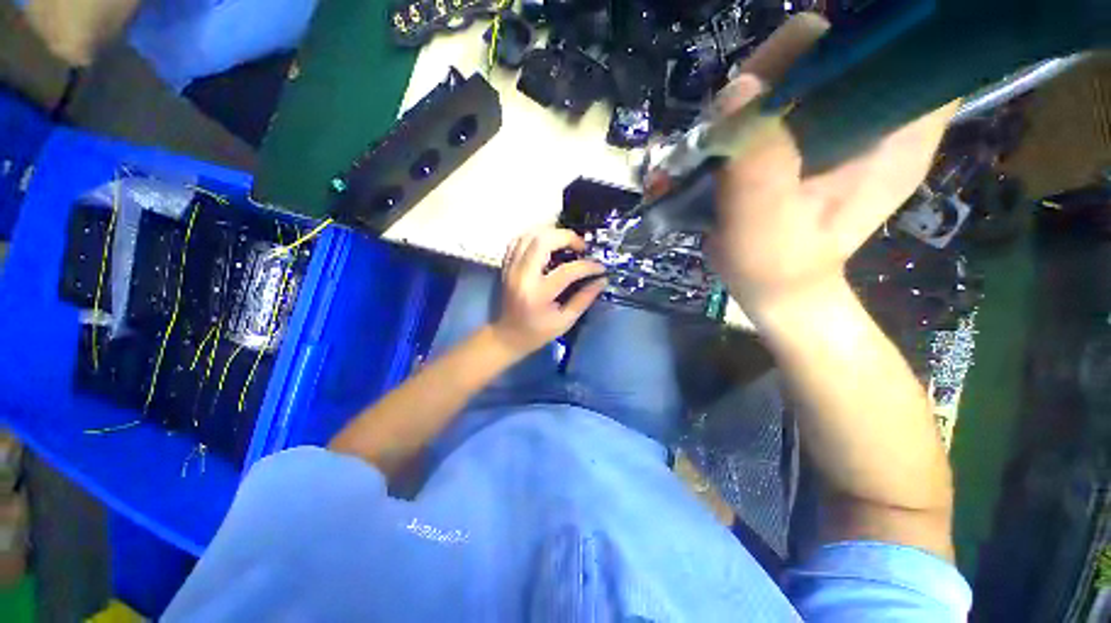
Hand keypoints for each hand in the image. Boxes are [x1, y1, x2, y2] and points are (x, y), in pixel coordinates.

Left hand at [492, 228, 605, 354]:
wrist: (507, 335)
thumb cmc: (537, 332)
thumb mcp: (565, 321)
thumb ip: (584, 299)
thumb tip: (602, 280)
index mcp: (538, 294)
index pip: (567, 271)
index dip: (588, 266)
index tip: (600, 268)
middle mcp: (522, 276)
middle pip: (543, 241)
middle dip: (567, 237)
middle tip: (581, 248)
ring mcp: (511, 268)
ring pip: (529, 235)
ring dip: (551, 233)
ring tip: (566, 244)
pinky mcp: (506, 265)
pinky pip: (519, 240)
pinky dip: (535, 236)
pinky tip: (547, 244)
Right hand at [708, 14, 955, 313]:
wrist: (772, 286)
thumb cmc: (775, 264)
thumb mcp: (765, 220)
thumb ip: (757, 161)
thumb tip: (738, 89)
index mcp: (897, 133)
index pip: (906, 48)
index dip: (860, 36)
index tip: (799, 65)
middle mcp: (877, 117)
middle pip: (845, 48)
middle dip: (786, 66)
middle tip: (740, 110)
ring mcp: (841, 125)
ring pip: (806, 70)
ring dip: (758, 91)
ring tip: (724, 133)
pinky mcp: (808, 137)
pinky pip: (784, 98)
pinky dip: (752, 108)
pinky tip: (729, 138)